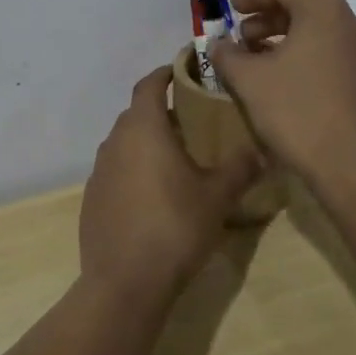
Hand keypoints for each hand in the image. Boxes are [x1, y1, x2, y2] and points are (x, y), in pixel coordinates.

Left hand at [79, 66, 262, 305]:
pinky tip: (153, 195)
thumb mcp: (218, 197)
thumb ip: (241, 168)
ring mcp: (98, 172)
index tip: (183, 71)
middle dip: (161, 111)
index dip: (165, 74)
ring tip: (175, 157)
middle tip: (191, 121)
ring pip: (124, 143)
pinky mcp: (92, 199)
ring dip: (146, 142)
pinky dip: (133, 170)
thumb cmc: (175, 227)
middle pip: (136, 114)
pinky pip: (115, 171)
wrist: (125, 283)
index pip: (149, 85)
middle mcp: (115, 142)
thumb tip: (263, 151)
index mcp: (143, 129)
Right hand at [209, 0, 355, 193]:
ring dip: (284, 41)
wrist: (355, 166)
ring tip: (257, 64)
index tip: (230, 12)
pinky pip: (331, 55)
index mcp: (324, 11)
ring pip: (318, 33)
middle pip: (303, 7)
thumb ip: (227, 55)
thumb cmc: (298, 112)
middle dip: (266, 21)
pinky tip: (285, 85)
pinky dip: (305, 58)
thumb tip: (218, 44)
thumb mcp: (249, 80)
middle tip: (240, 41)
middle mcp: (351, 23)